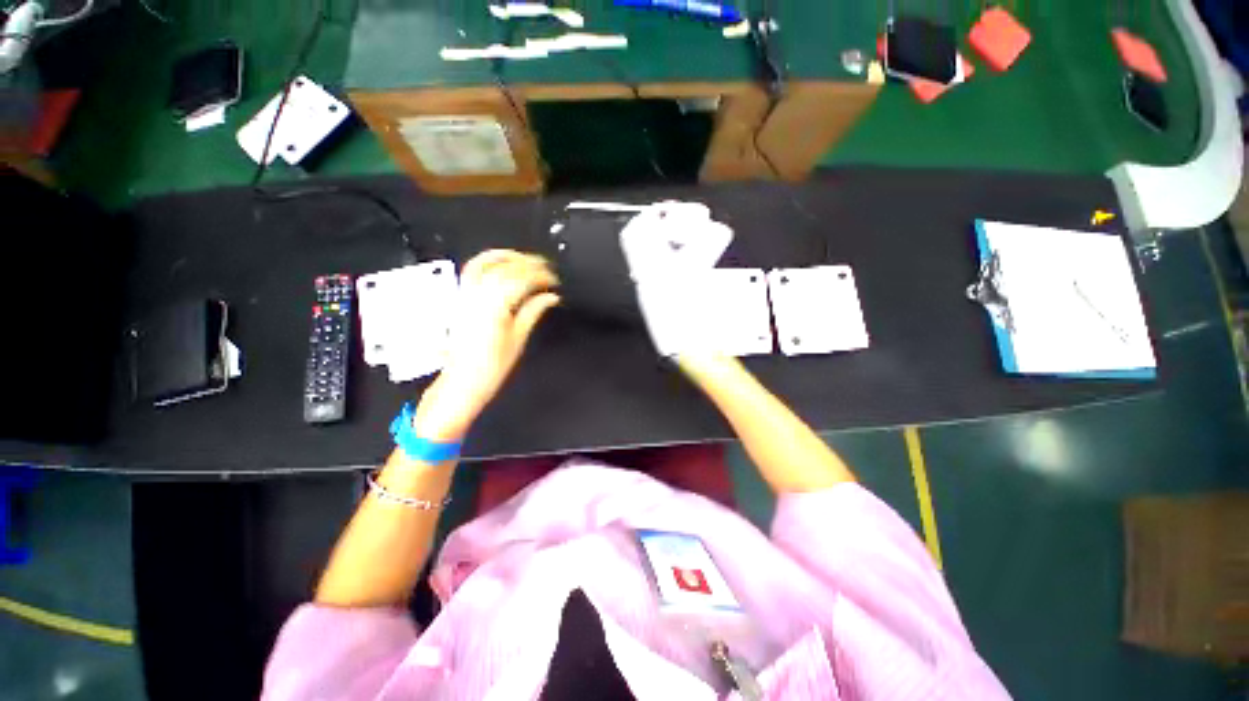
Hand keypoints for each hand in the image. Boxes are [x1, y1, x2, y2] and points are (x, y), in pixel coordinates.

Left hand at [413, 250, 559, 440]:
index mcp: (496, 307)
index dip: (540, 276)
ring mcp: (466, 295)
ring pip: (484, 263)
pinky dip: (488, 262)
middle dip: (528, 263)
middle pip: (504, 268)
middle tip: (546, 267)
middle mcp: (478, 296)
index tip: (554, 280)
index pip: (521, 280)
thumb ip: (533, 311)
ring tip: (524, 258)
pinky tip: (501, 265)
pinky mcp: (461, 299)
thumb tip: (550, 297)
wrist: (463, 381)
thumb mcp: (518, 338)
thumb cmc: (492, 366)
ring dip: (506, 256)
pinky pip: (471, 270)